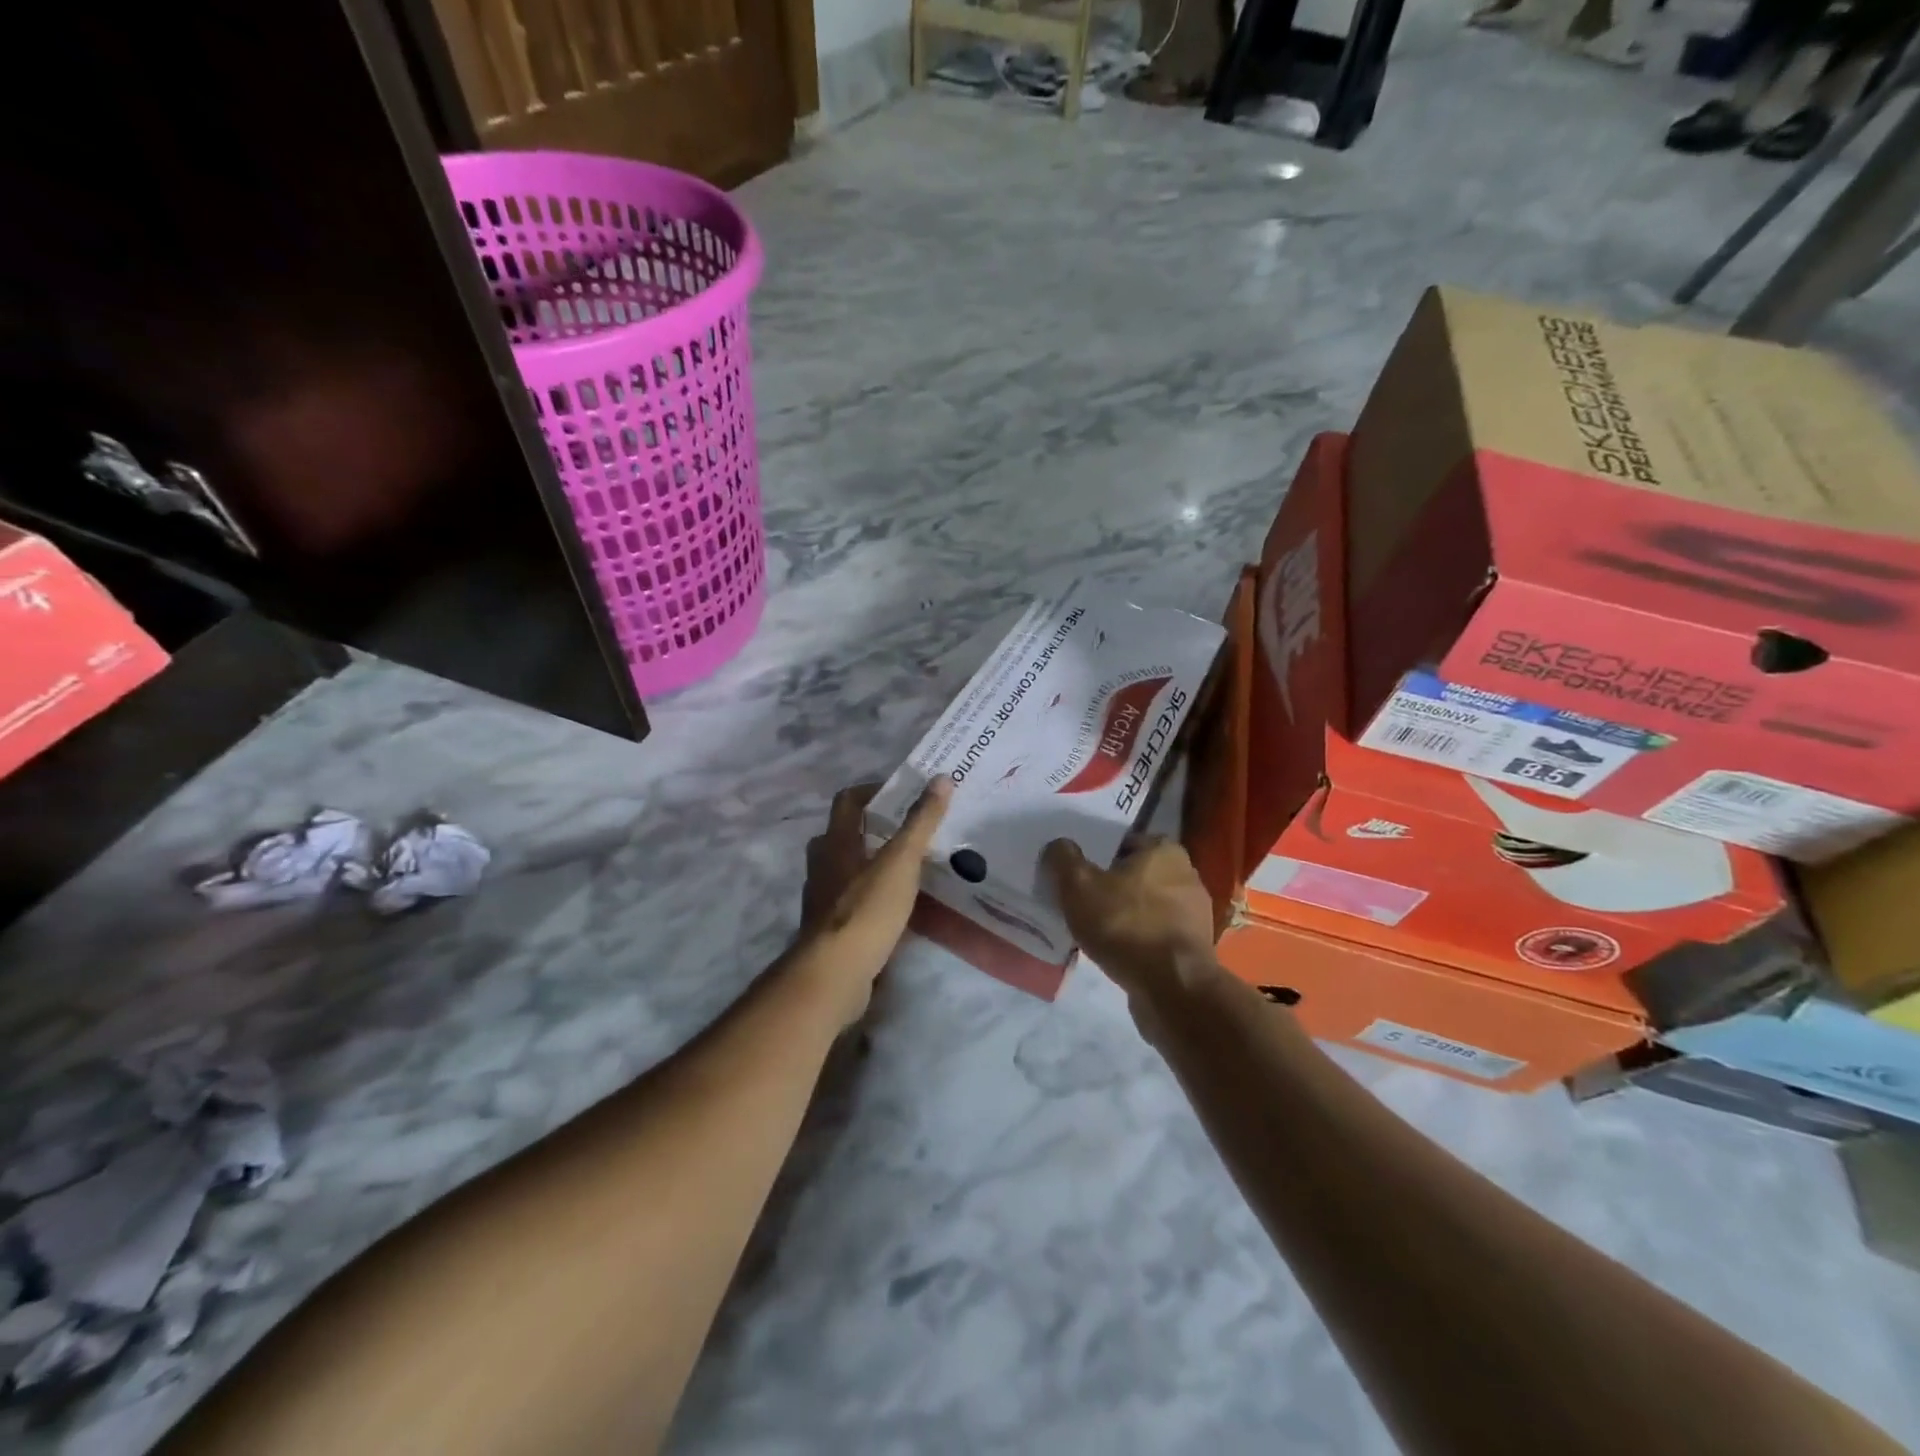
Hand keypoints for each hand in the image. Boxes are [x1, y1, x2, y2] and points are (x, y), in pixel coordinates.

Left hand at [798, 778, 951, 1021]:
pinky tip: (894, 908)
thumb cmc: (867, 909)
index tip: (901, 793)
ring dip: (869, 864)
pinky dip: (868, 896)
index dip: (872, 790)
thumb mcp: (901, 861)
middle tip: (904, 832)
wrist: (834, 974)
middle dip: (869, 829)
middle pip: (840, 835)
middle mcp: (822, 866)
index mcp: (835, 843)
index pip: (847, 801)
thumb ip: (921, 822)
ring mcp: (821, 900)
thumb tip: (941, 778)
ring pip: (843, 869)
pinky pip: (849, 901)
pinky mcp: (828, 930)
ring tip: (905, 869)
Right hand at [1042, 835, 1217, 999]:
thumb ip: (1064, 859)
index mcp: (1164, 850)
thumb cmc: (1126, 925)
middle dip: (1110, 885)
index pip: (1123, 841)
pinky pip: (1156, 932)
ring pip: (1146, 904)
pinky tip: (1116, 950)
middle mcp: (1186, 874)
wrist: (1172, 988)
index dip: (1096, 854)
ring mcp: (1194, 912)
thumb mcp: (1079, 886)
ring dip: (1124, 914)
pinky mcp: (1193, 945)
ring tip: (1094, 928)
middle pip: (1135, 874)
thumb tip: (1058, 846)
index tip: (1075, 872)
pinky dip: (1137, 938)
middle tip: (1080, 899)